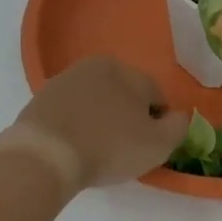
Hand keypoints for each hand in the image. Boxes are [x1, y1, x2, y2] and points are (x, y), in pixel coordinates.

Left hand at [15, 55, 191, 188]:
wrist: (44, 155)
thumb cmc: (108, 147)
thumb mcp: (158, 145)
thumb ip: (178, 127)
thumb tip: (179, 116)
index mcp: (129, 71)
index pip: (156, 96)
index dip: (158, 124)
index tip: (148, 147)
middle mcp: (97, 65)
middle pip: (124, 94)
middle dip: (128, 118)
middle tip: (123, 150)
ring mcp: (65, 79)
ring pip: (96, 101)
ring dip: (100, 120)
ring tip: (96, 150)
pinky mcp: (41, 98)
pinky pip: (70, 111)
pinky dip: (75, 125)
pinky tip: (73, 146)